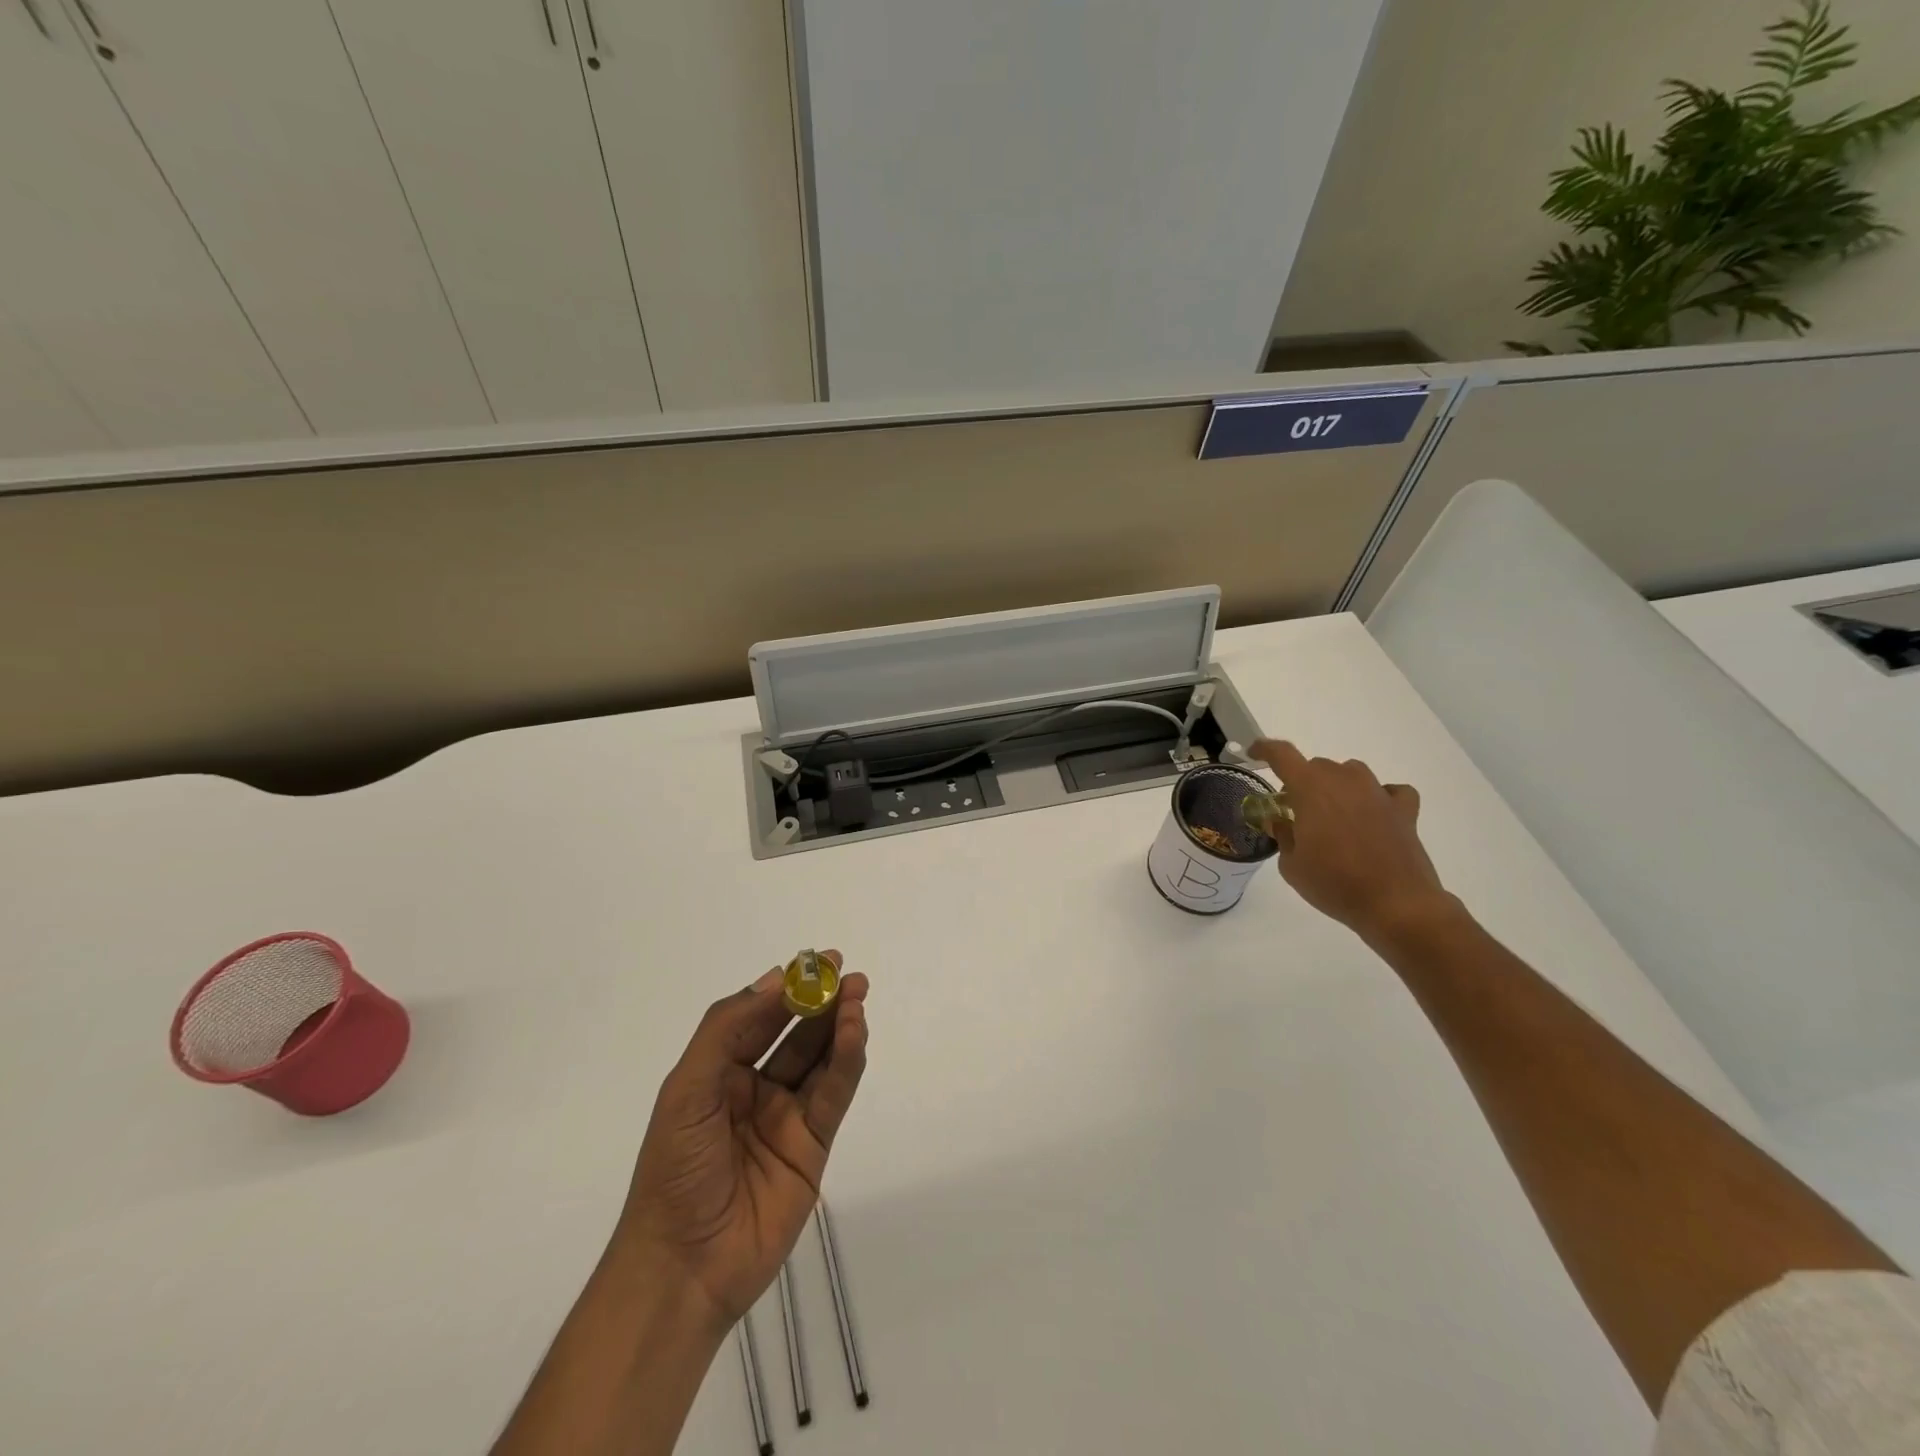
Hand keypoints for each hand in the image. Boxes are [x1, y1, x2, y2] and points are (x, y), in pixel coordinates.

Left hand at [616, 952, 869, 1324]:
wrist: (683, 1268)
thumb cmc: (675, 1170)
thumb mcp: (687, 1088)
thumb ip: (727, 1028)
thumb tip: (775, 978)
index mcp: (720, 1074)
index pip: (760, 1019)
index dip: (788, 988)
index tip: (816, 961)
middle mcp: (756, 1089)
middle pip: (797, 1035)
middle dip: (822, 1002)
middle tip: (848, 975)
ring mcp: (787, 1118)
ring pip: (821, 1060)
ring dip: (840, 1026)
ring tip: (856, 995)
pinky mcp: (814, 1147)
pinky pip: (834, 1095)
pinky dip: (847, 1062)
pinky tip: (855, 1033)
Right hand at [1249, 740, 1450, 940]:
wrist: (1395, 904)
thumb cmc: (1333, 883)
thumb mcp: (1291, 865)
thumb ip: (1283, 835)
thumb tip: (1280, 821)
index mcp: (1310, 788)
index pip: (1282, 754)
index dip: (1264, 749)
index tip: (1254, 753)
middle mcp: (1344, 780)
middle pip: (1316, 766)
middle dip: (1302, 783)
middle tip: (1295, 811)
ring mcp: (1377, 793)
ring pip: (1351, 772)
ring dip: (1337, 786)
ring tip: (1333, 813)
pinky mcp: (1404, 810)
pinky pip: (1390, 791)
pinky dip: (1379, 798)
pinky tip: (1374, 814)